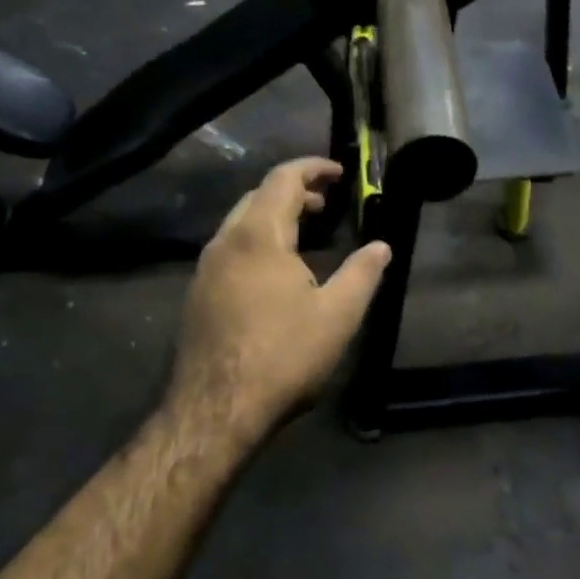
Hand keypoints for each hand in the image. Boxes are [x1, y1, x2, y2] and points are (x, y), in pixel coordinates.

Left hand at [167, 158, 390, 440]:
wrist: (217, 409)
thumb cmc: (283, 356)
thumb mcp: (338, 315)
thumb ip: (363, 274)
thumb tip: (382, 246)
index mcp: (258, 237)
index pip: (283, 179)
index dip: (312, 169)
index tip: (339, 172)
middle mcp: (224, 243)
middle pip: (256, 197)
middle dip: (293, 192)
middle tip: (325, 204)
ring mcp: (204, 270)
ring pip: (239, 225)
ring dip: (272, 218)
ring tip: (304, 234)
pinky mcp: (197, 296)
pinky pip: (229, 251)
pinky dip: (257, 243)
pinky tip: (275, 273)